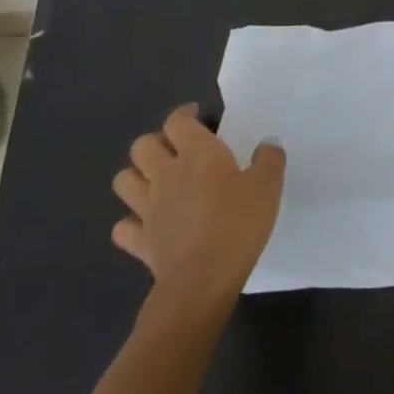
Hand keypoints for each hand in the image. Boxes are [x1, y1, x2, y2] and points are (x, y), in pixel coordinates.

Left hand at [111, 104, 285, 312]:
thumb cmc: (238, 224)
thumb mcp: (268, 186)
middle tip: (177, 150)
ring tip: (157, 182)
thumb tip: (267, 143)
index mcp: (197, 155)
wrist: (202, 279)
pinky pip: (124, 226)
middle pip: (142, 145)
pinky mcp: (140, 240)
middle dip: (157, 142)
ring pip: (124, 180)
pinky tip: (148, 224)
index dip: (184, 115)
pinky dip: (132, 222)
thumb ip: (269, 160)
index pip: (178, 122)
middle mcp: (166, 175)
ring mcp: (147, 208)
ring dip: (137, 176)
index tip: (198, 117)